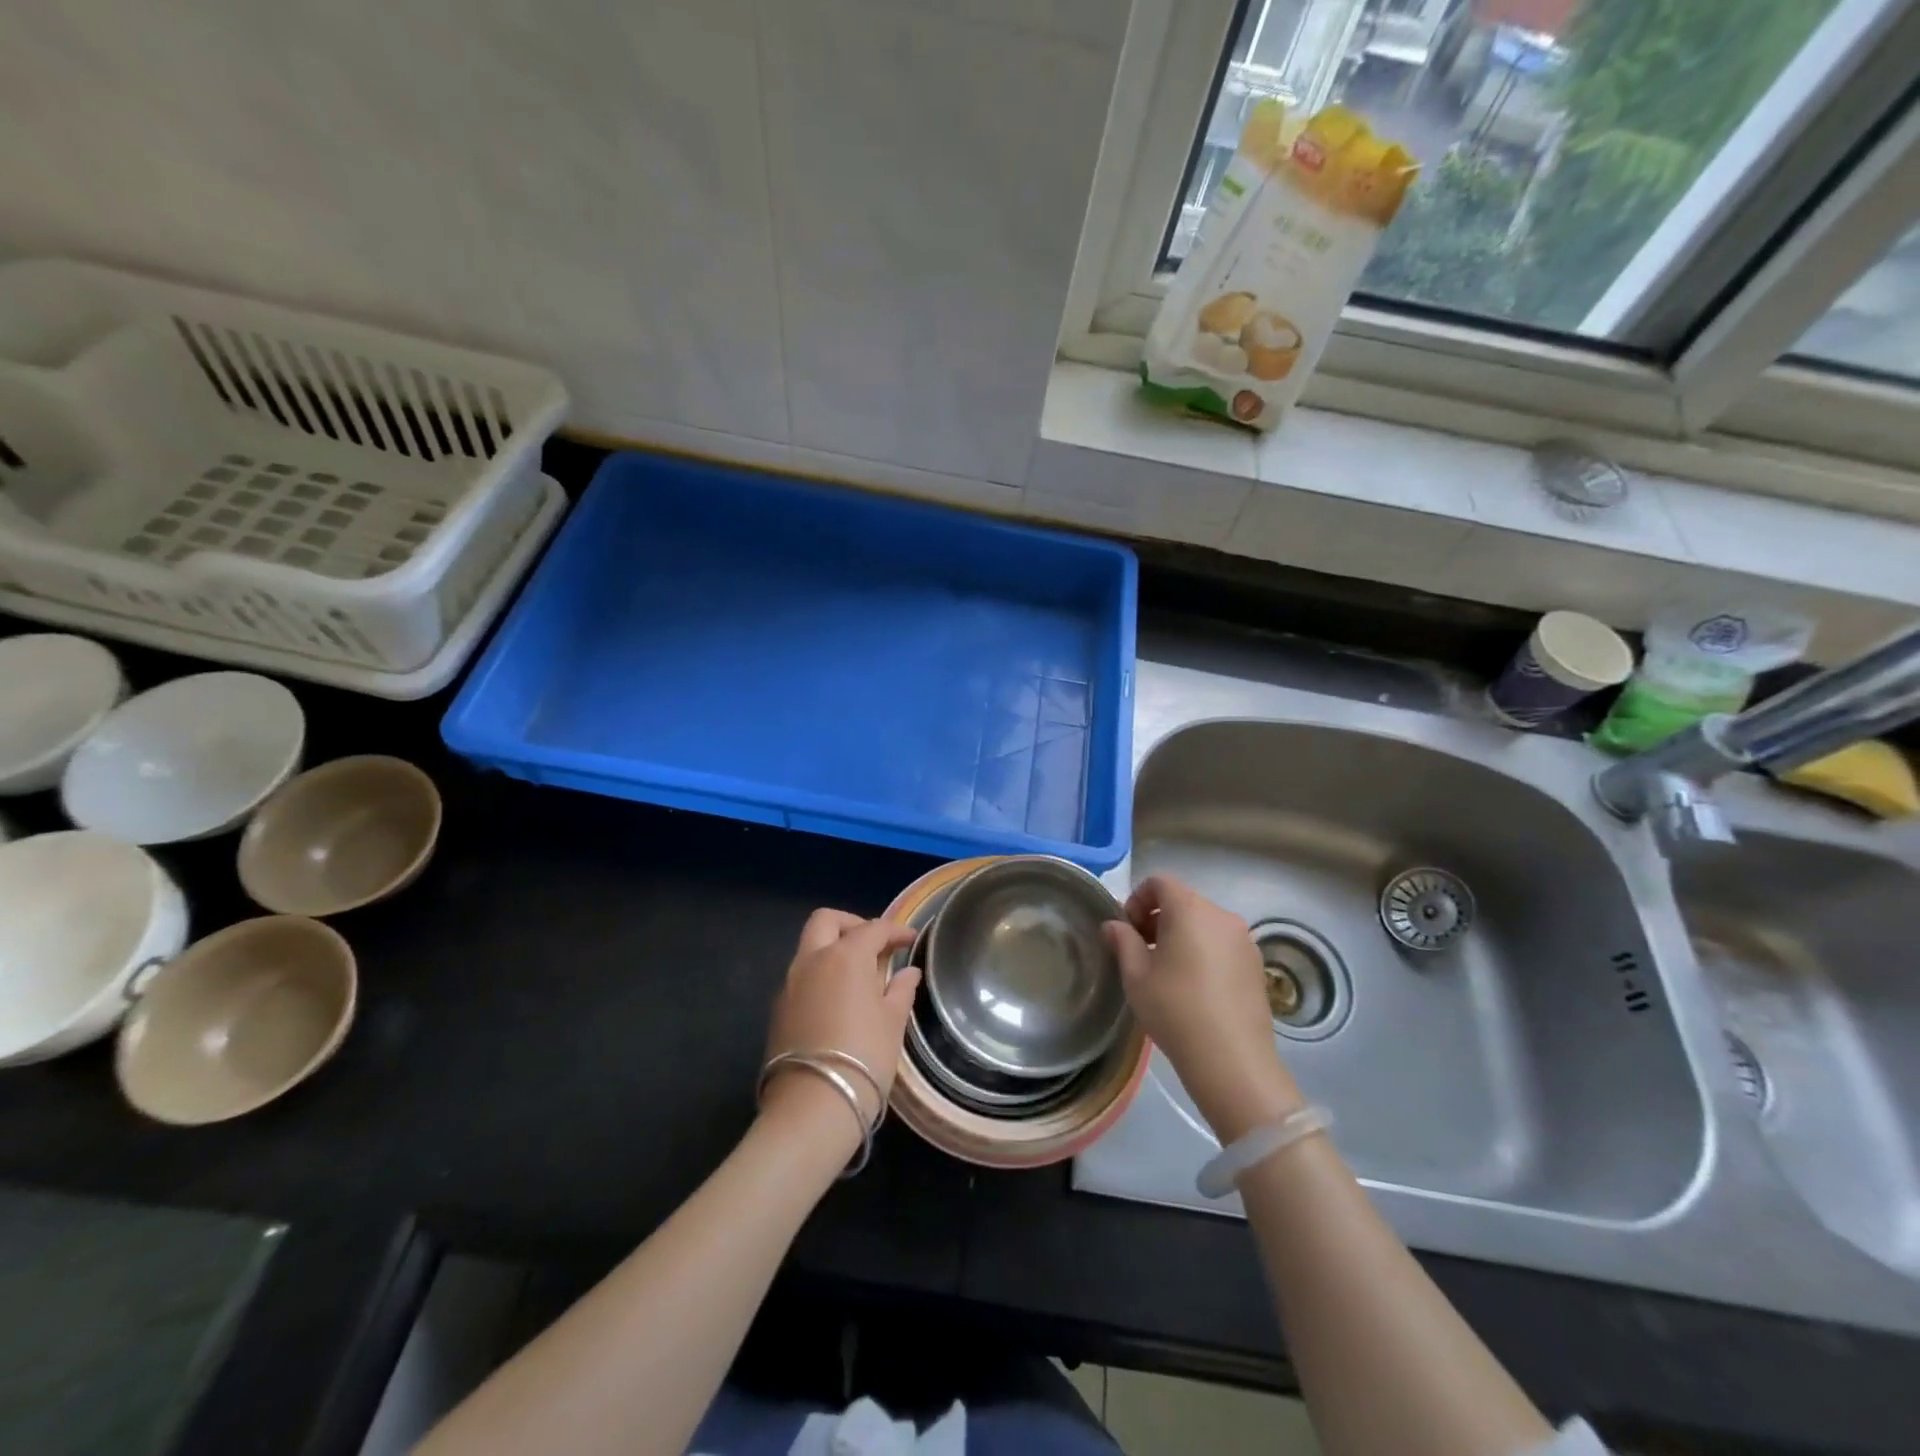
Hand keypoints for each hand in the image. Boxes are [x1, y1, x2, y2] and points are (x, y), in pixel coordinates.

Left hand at [762, 910, 918, 1144]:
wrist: (813, 1106)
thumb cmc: (864, 1057)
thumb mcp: (893, 1022)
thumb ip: (900, 989)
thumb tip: (907, 972)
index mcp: (845, 956)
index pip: (873, 929)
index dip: (895, 930)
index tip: (911, 939)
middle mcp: (812, 960)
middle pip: (826, 921)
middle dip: (852, 924)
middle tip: (874, 944)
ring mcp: (790, 984)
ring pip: (809, 947)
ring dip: (833, 949)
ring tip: (859, 975)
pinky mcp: (778, 1009)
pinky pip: (802, 976)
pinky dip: (821, 975)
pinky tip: (838, 1000)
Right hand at [1104, 875, 1303, 1142]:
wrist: (1232, 1060)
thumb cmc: (1175, 1009)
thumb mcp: (1136, 975)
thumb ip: (1122, 941)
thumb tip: (1114, 925)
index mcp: (1190, 909)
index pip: (1160, 882)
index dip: (1137, 899)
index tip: (1127, 930)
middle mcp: (1221, 915)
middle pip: (1183, 901)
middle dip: (1157, 918)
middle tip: (1140, 950)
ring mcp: (1244, 940)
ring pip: (1204, 923)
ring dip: (1181, 934)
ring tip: (1166, 971)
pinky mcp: (1256, 965)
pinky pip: (1222, 944)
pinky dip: (1203, 951)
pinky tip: (1194, 986)